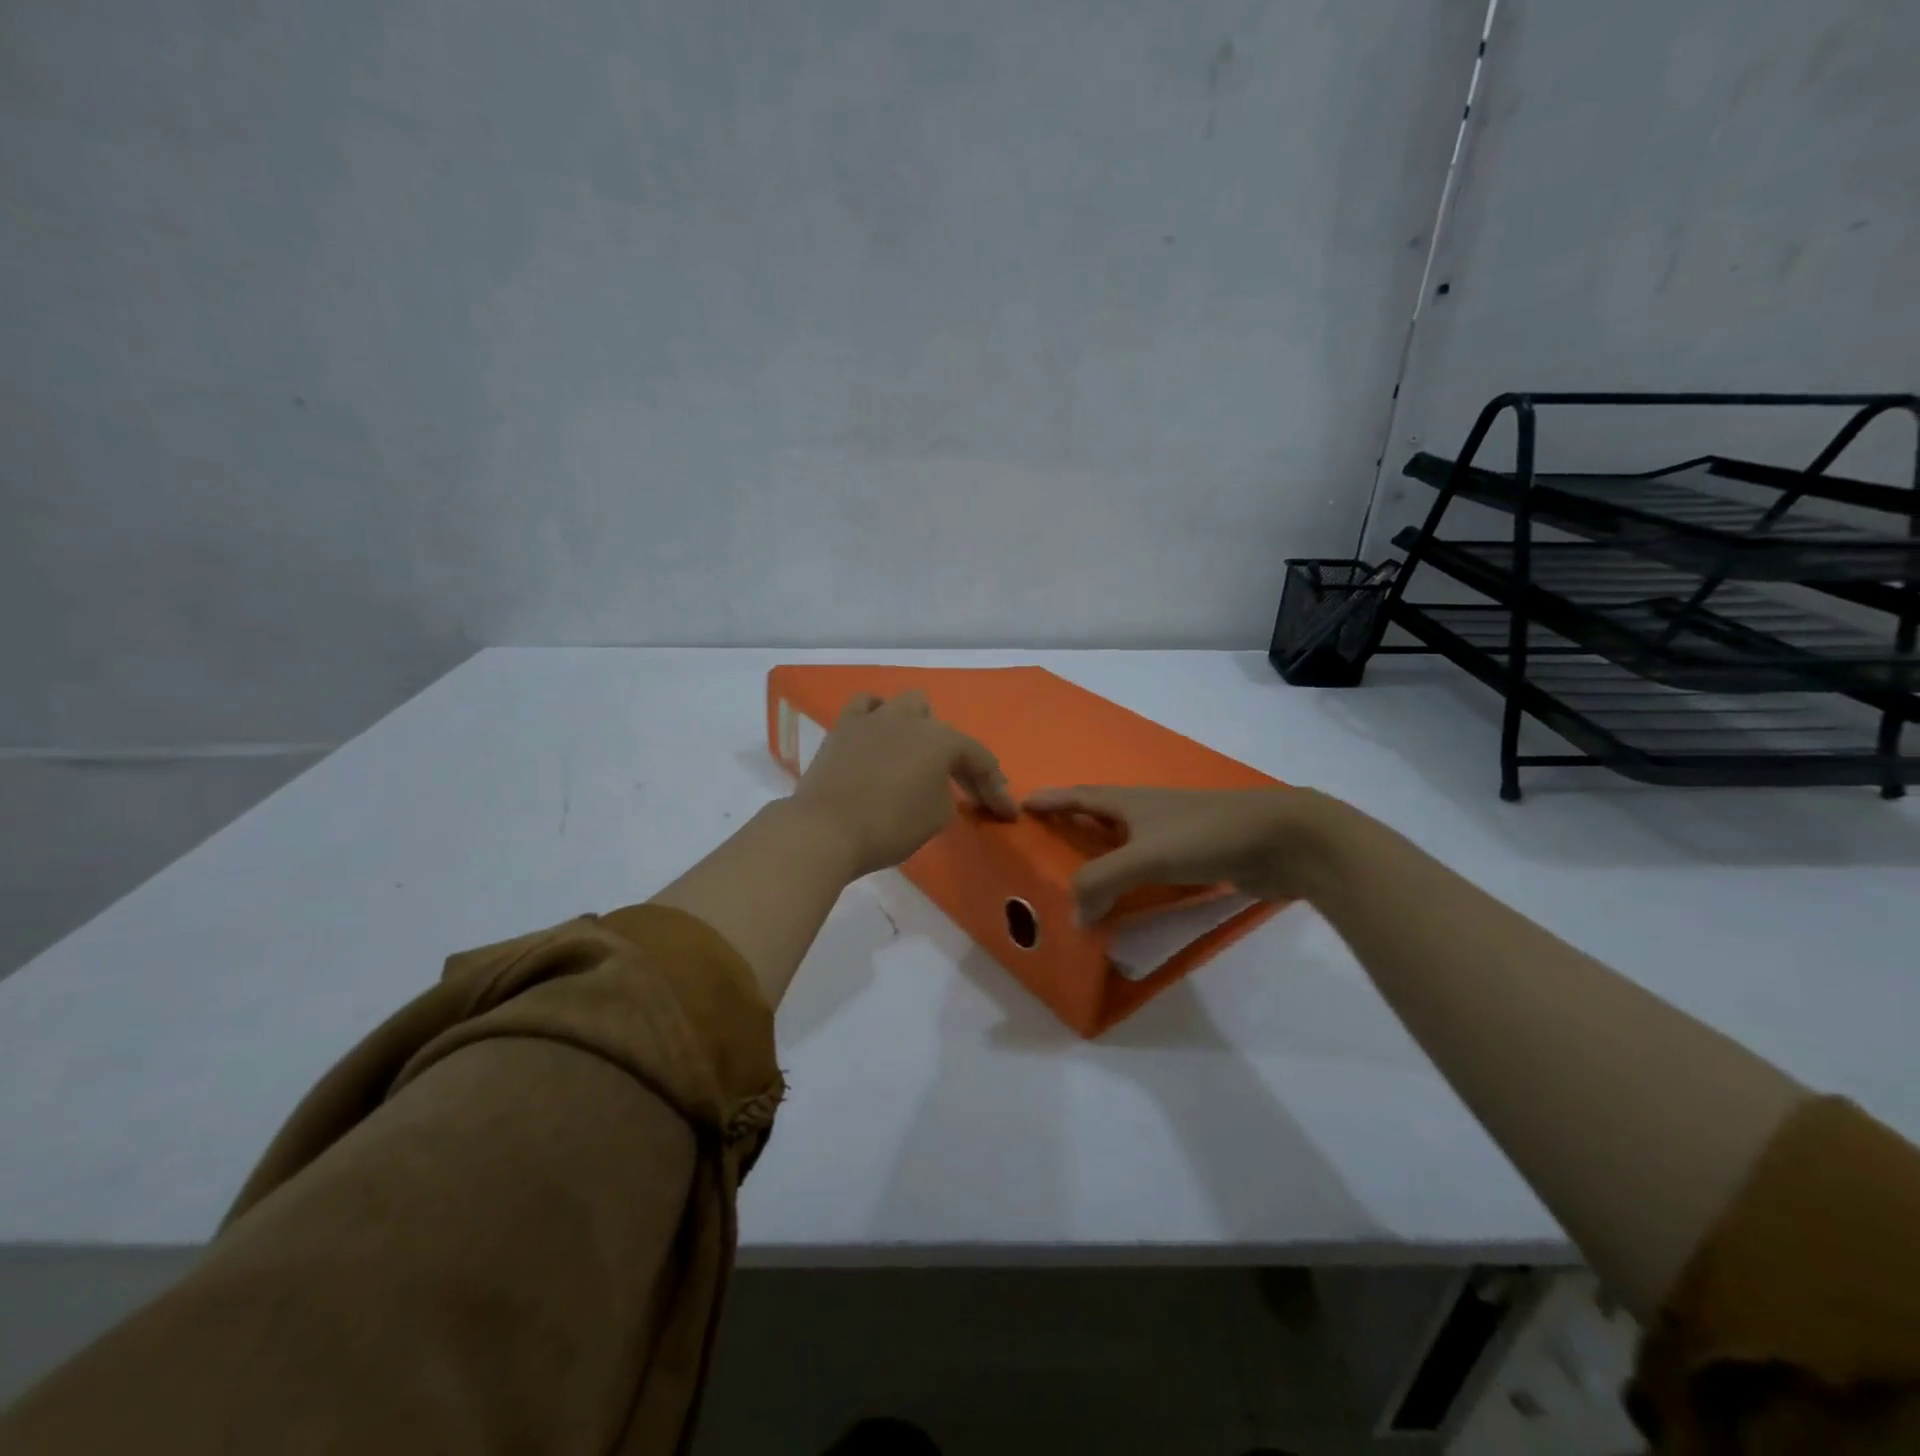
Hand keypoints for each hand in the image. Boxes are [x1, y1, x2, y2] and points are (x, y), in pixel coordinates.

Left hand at [791, 692, 1016, 879]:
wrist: (826, 829)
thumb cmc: (890, 826)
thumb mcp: (937, 818)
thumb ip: (948, 797)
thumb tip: (939, 789)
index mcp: (942, 740)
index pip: (980, 760)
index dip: (997, 789)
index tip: (1007, 814)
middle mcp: (912, 719)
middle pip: (945, 731)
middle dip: (957, 758)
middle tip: (961, 788)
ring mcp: (875, 718)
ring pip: (908, 705)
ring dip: (920, 727)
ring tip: (918, 754)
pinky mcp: (844, 726)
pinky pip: (866, 706)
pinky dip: (878, 716)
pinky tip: (880, 732)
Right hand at [1023, 784, 1340, 921]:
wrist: (1284, 839)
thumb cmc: (1207, 835)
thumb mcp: (1145, 856)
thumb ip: (1102, 882)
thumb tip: (1073, 917)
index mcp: (1130, 802)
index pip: (1079, 796)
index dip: (1051, 800)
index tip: (1022, 803)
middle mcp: (1149, 811)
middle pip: (1101, 812)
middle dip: (1073, 821)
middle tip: (1048, 839)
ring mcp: (1177, 832)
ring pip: (1128, 839)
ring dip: (1104, 851)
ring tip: (1082, 870)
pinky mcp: (1200, 855)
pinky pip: (1153, 864)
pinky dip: (1134, 875)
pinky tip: (1133, 891)